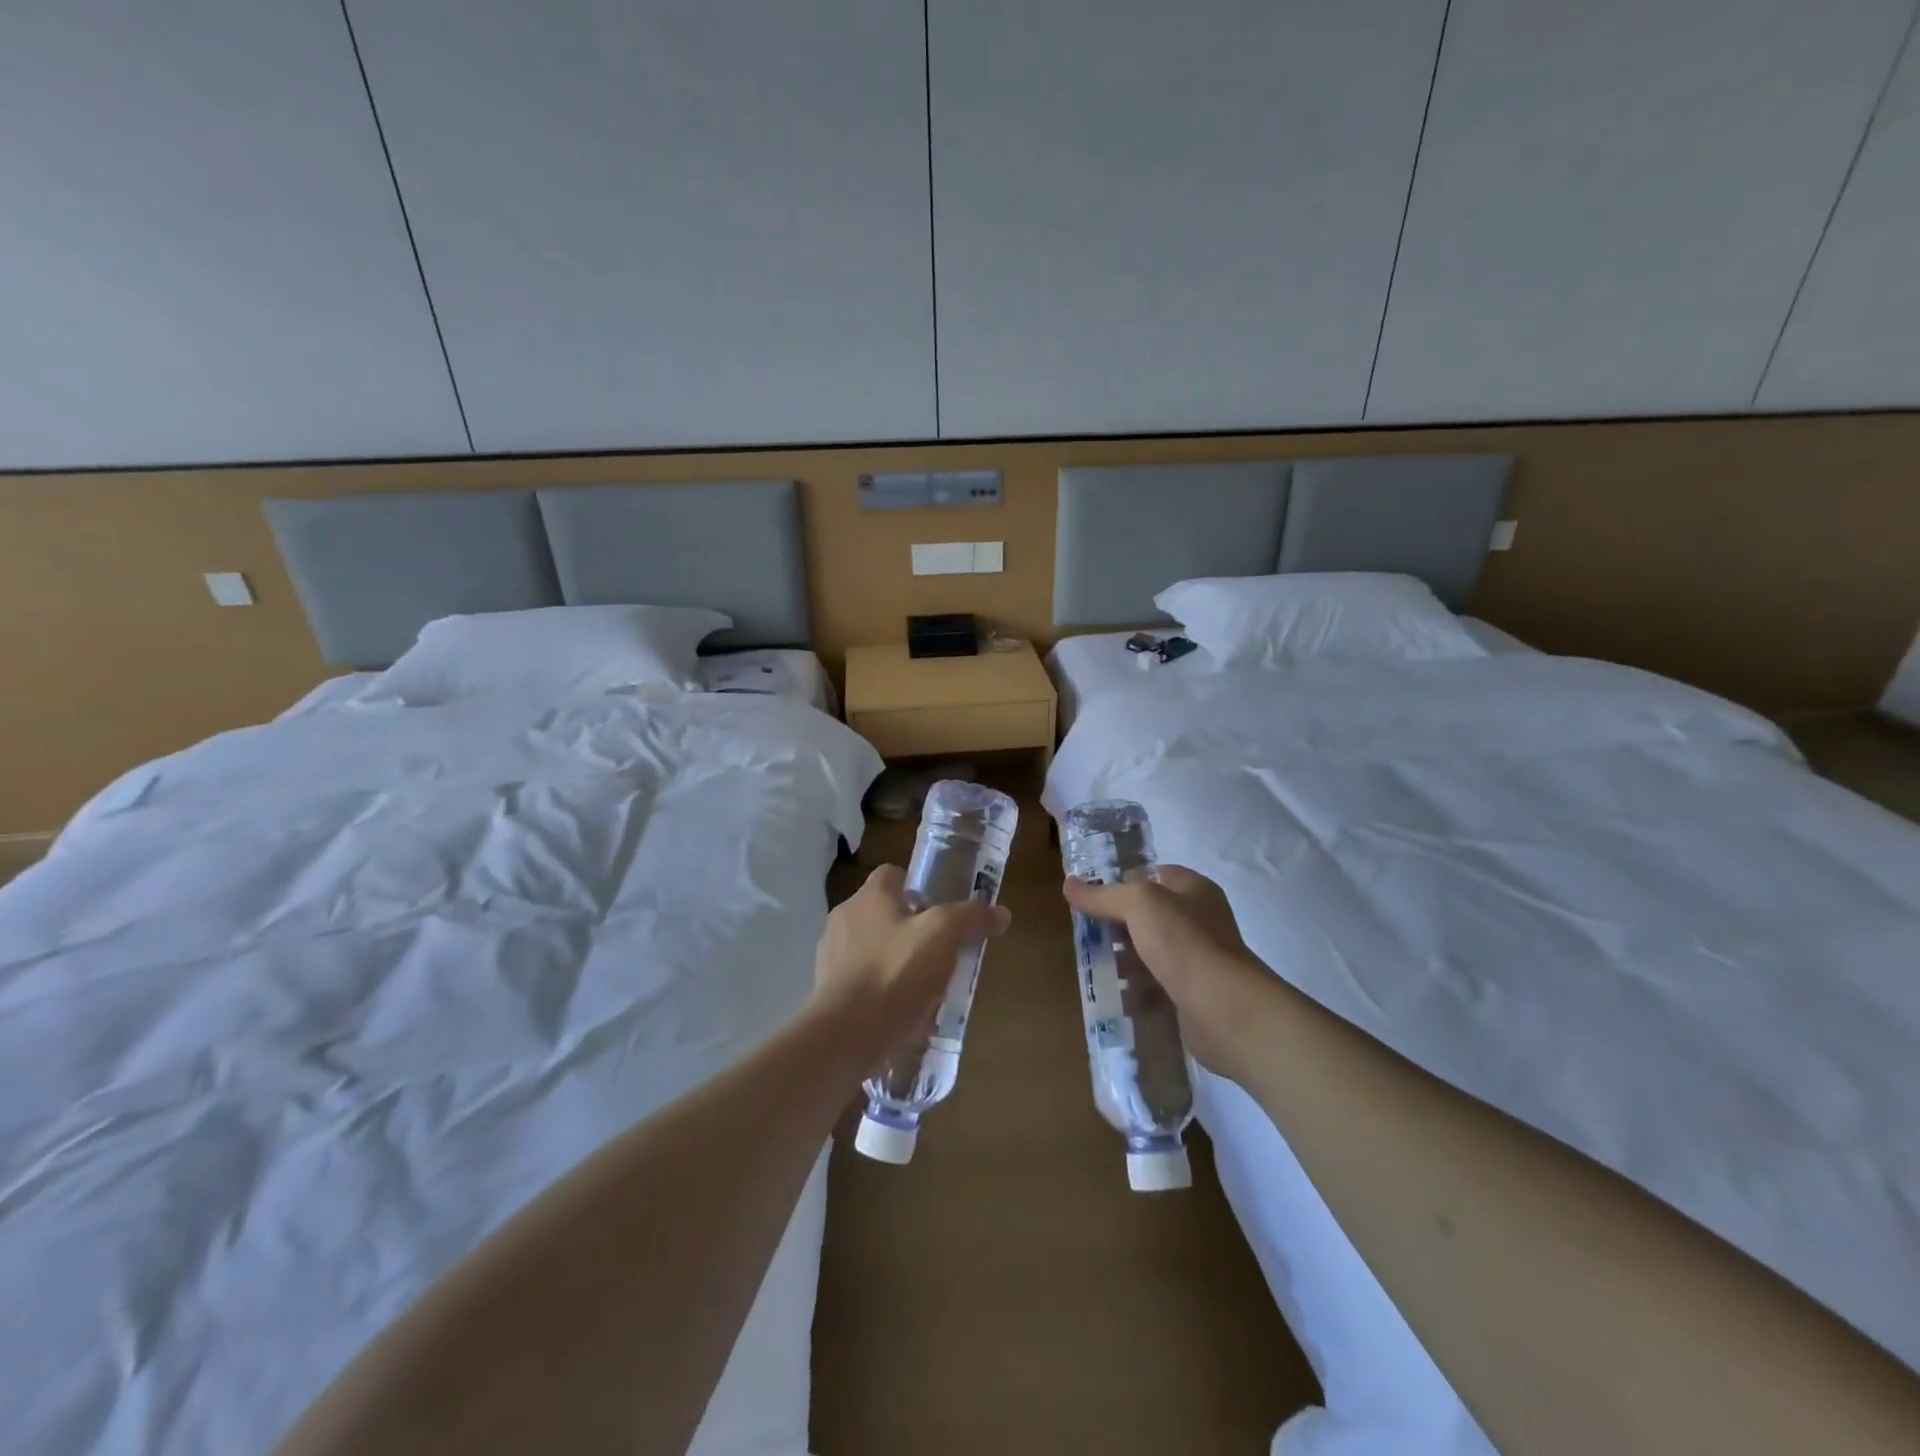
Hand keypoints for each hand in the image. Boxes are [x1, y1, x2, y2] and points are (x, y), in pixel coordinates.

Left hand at [812, 864, 1010, 1063]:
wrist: (845, 1036)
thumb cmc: (895, 973)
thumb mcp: (944, 937)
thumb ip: (971, 918)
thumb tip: (1001, 913)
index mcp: (869, 896)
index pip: (894, 874)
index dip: (920, 888)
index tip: (942, 913)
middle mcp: (845, 917)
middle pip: (885, 912)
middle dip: (911, 929)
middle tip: (941, 952)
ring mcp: (832, 955)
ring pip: (873, 948)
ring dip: (896, 961)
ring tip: (925, 988)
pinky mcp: (828, 990)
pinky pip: (861, 981)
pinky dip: (881, 991)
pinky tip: (902, 1013)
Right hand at [1062, 865, 1268, 1077]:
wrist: (1225, 1010)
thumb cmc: (1184, 944)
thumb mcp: (1139, 904)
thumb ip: (1103, 895)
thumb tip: (1069, 884)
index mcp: (1194, 890)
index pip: (1154, 874)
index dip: (1123, 880)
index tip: (1091, 895)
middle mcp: (1200, 920)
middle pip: (1149, 915)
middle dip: (1118, 924)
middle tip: (1085, 933)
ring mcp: (1198, 959)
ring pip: (1150, 952)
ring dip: (1124, 959)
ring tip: (1093, 966)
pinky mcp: (1192, 994)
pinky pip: (1157, 985)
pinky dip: (1136, 989)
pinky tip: (1113, 995)